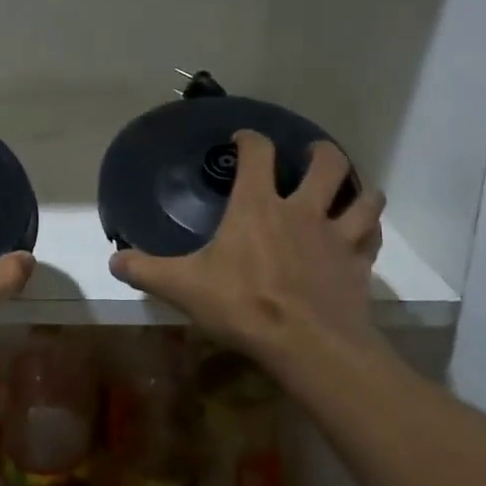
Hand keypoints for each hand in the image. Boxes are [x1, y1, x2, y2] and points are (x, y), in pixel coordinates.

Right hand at [109, 132, 386, 382]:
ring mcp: (336, 236)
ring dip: (357, 187)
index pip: (258, 154)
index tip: (244, 139)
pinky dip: (369, 228)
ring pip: (361, 196)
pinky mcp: (358, 265)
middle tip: (310, 154)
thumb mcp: (183, 287)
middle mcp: (301, 210)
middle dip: (320, 152)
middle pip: (325, 163)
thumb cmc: (243, 306)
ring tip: (349, 188)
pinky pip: (372, 236)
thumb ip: (146, 270)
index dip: (252, 139)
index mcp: (257, 206)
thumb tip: (114, 260)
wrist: (309, 346)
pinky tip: (363, 232)